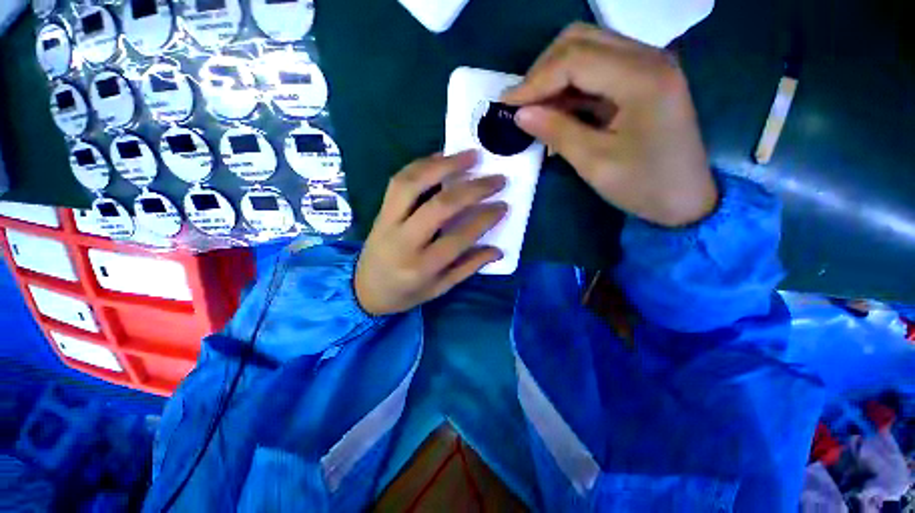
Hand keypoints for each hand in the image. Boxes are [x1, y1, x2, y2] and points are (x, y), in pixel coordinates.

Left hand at [354, 151, 506, 315]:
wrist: (363, 290)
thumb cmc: (405, 294)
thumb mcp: (439, 288)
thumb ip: (468, 267)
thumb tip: (497, 250)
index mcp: (422, 267)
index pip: (459, 237)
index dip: (484, 219)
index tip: (503, 205)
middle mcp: (404, 242)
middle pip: (439, 207)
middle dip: (472, 189)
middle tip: (496, 178)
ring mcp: (387, 222)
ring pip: (413, 184)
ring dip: (443, 165)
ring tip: (470, 155)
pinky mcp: (380, 211)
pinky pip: (399, 181)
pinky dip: (421, 164)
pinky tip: (441, 158)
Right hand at [503, 23, 717, 226]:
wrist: (687, 198)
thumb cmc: (643, 185)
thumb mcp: (594, 163)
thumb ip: (557, 131)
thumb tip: (520, 114)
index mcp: (642, 78)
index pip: (575, 59)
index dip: (535, 80)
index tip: (506, 104)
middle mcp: (648, 57)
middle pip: (581, 40)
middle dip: (543, 70)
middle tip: (521, 104)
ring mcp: (648, 65)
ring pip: (588, 49)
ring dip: (555, 76)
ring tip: (535, 109)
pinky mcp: (643, 78)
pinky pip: (598, 68)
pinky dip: (572, 85)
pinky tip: (558, 110)